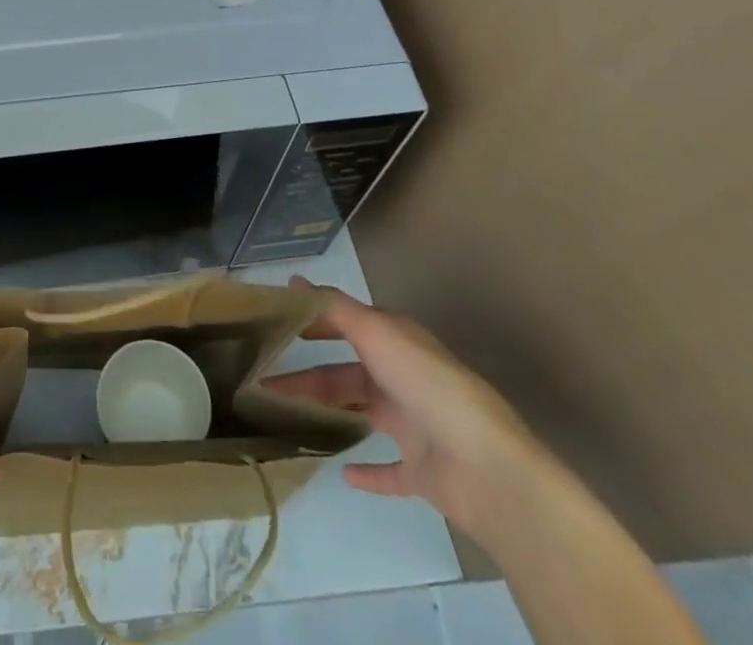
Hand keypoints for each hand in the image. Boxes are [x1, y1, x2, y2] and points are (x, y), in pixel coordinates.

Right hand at [262, 278, 539, 539]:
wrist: (486, 468)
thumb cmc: (427, 385)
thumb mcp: (377, 332)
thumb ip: (335, 308)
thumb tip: (294, 280)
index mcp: (397, 342)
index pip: (349, 323)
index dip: (316, 320)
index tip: (279, 322)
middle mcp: (403, 377)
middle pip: (347, 373)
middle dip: (309, 373)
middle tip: (266, 377)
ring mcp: (413, 425)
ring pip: (359, 413)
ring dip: (326, 412)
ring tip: (283, 416)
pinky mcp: (421, 472)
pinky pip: (388, 469)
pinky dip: (366, 471)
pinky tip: (341, 471)